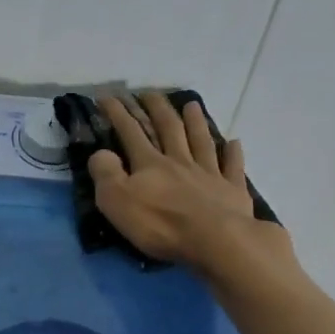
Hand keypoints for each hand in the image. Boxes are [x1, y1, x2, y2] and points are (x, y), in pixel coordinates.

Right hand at [89, 91, 288, 273]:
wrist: (215, 240)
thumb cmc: (160, 224)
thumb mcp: (117, 201)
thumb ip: (106, 174)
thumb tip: (100, 153)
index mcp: (150, 164)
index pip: (130, 132)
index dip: (117, 113)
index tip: (106, 96)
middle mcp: (180, 161)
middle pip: (168, 129)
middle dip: (157, 109)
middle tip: (150, 93)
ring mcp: (209, 174)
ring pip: (201, 141)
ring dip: (195, 122)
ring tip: (192, 105)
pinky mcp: (232, 191)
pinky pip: (232, 167)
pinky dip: (232, 153)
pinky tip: (234, 142)